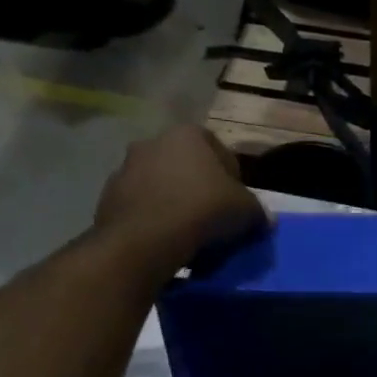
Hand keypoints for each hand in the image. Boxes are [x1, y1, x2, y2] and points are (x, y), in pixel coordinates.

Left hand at [95, 125, 268, 274]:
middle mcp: (154, 141)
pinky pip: (143, 207)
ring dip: (176, 204)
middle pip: (188, 168)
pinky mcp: (109, 196)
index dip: (235, 182)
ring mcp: (126, 167)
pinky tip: (166, 241)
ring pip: (163, 187)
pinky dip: (155, 219)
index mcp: (189, 134)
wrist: (146, 238)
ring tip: (190, 235)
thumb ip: (259, 211)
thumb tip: (266, 219)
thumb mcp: (246, 211)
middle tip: (215, 221)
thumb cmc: (202, 210)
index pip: (222, 154)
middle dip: (201, 191)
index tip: (238, 208)